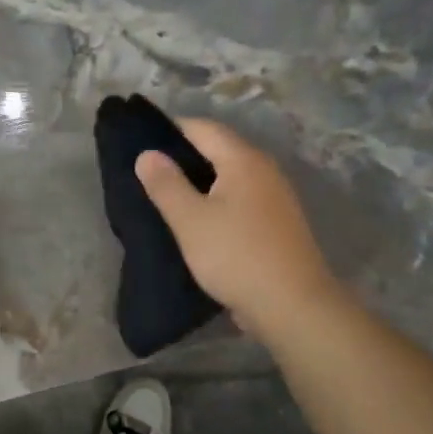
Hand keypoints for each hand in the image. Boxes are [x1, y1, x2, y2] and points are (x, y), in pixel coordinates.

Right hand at [135, 118, 338, 336]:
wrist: (293, 306)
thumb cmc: (236, 257)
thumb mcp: (190, 221)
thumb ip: (166, 184)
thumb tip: (147, 153)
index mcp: (243, 160)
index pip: (202, 128)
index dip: (169, 130)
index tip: (139, 142)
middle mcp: (264, 170)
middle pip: (218, 149)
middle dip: (182, 156)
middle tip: (147, 172)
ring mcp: (275, 197)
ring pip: (229, 177)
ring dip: (199, 182)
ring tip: (166, 197)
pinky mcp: (277, 223)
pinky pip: (239, 199)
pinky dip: (216, 201)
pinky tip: (197, 221)